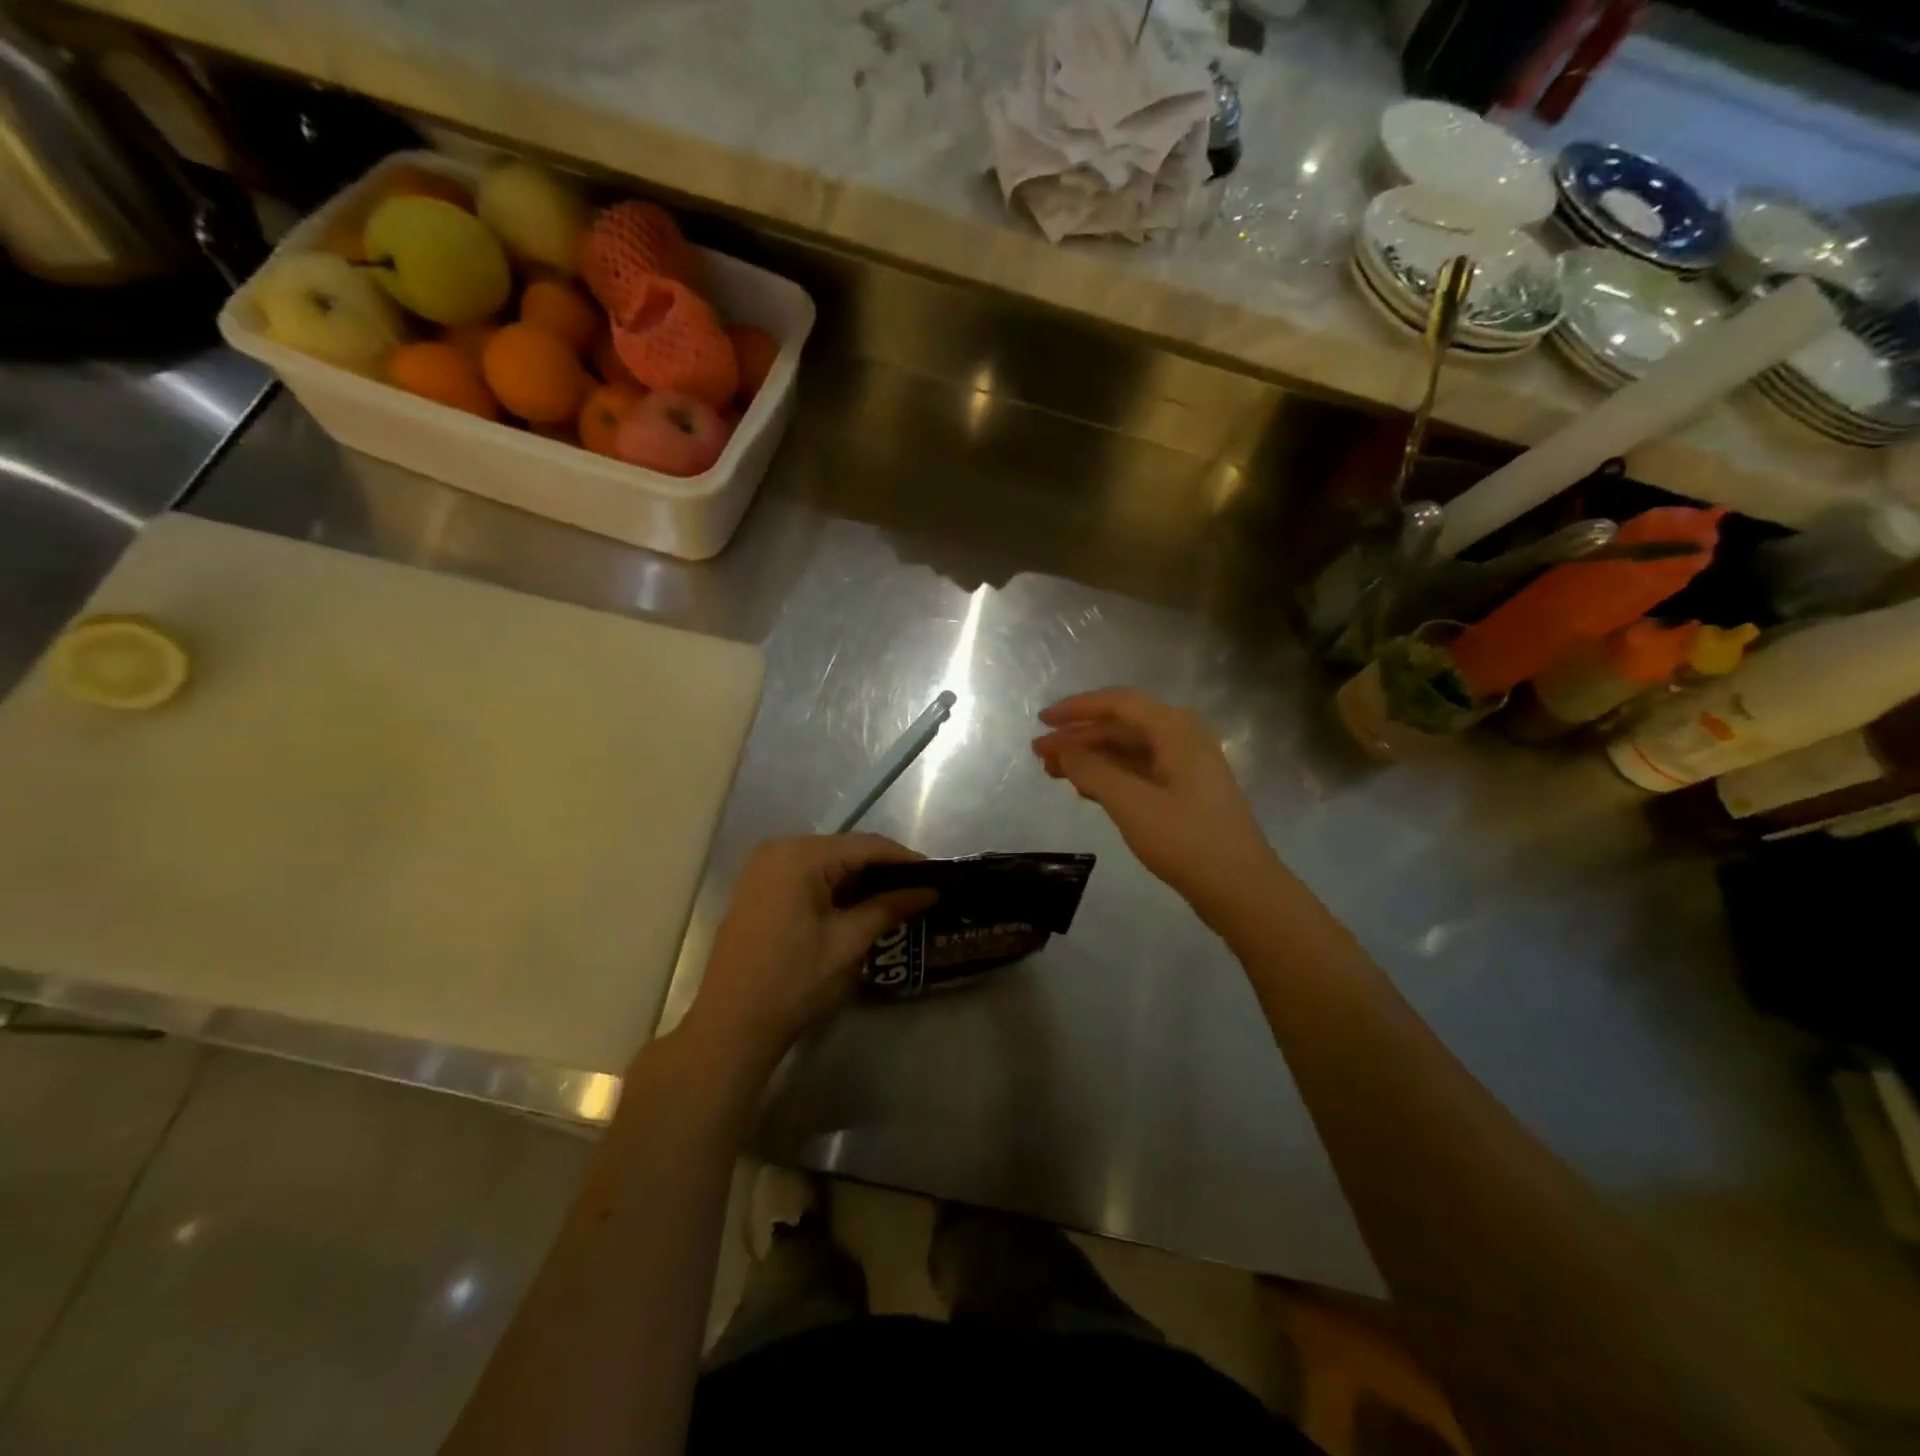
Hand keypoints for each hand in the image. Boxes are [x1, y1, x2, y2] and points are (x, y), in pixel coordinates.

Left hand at [683, 835, 934, 1069]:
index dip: (905, 859)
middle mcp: (778, 850)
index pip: (865, 846)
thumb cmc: (792, 982)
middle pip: (845, 850)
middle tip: (921, 889)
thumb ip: (889, 908)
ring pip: (827, 863)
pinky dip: (835, 889)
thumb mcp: (847, 944)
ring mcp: (763, 869)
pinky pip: (807, 876)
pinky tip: (860, 906)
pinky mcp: (758, 889)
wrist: (730, 1026)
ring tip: (899, 898)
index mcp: (799, 856)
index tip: (938, 875)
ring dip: (860, 880)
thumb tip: (930, 891)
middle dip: (884, 870)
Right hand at [1033, 688, 1279, 925]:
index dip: (1076, 708)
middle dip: (1078, 737)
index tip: (1042, 721)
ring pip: (1128, 751)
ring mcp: (1185, 766)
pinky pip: (1138, 772)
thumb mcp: (1131, 804)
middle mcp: (1182, 738)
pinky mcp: (1183, 793)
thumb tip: (1062, 748)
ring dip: (1090, 758)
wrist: (1241, 889)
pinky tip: (1083, 788)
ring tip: (1052, 771)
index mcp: (1175, 729)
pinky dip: (1109, 776)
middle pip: (1121, 726)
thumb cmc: (1186, 840)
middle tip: (1039, 753)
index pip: (1118, 703)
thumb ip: (1092, 771)